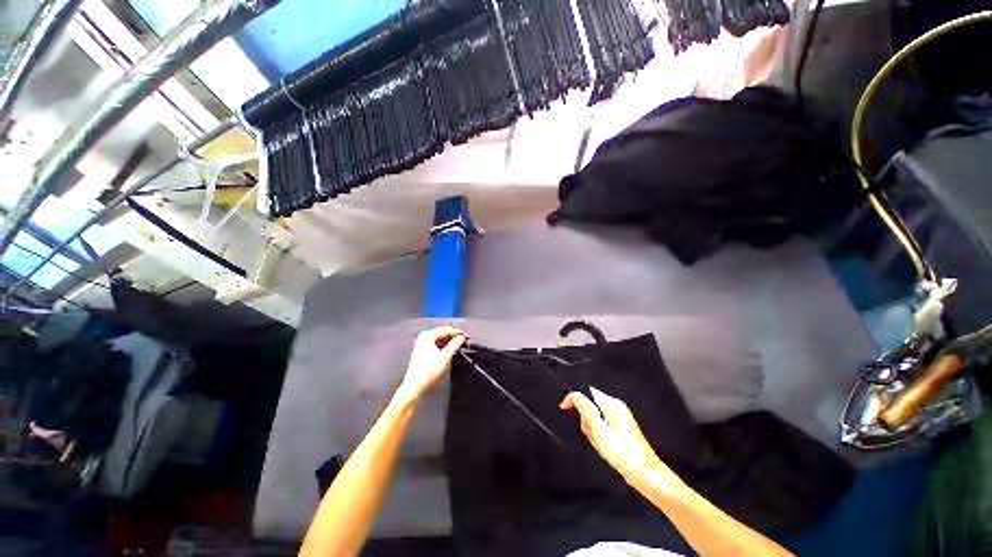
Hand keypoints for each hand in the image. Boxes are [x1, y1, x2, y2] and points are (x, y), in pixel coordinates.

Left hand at [397, 326, 466, 401]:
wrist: (415, 386)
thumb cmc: (428, 372)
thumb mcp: (445, 356)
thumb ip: (455, 344)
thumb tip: (461, 338)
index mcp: (427, 336)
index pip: (446, 329)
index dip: (458, 333)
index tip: (467, 337)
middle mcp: (423, 338)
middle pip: (442, 333)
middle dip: (454, 337)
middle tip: (464, 341)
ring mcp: (421, 344)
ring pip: (439, 339)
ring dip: (449, 341)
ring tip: (459, 346)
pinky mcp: (422, 351)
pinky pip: (436, 344)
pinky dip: (444, 346)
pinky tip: (450, 350)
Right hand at [560, 387, 680, 489]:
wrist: (647, 475)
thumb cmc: (623, 454)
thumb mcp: (599, 432)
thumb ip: (586, 410)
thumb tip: (574, 395)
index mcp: (612, 404)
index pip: (586, 391)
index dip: (573, 399)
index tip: (563, 409)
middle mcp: (617, 406)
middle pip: (591, 404)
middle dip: (585, 418)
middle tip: (592, 436)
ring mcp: (621, 416)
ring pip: (596, 415)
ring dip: (592, 428)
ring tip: (601, 444)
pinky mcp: (623, 426)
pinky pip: (603, 423)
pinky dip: (599, 433)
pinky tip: (606, 446)